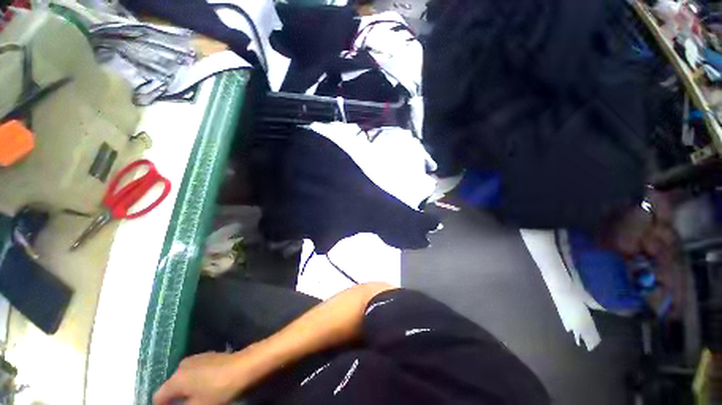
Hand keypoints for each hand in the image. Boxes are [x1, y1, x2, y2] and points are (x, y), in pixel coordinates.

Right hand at [153, 351, 250, 404]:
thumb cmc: (219, 389)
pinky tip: (205, 387)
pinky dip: (196, 381)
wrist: (245, 366)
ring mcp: (197, 358)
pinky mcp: (210, 356)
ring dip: (185, 390)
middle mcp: (182, 365)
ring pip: (184, 378)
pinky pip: (196, 372)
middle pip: (171, 386)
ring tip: (194, 399)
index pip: (158, 397)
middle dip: (174, 399)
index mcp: (175, 379)